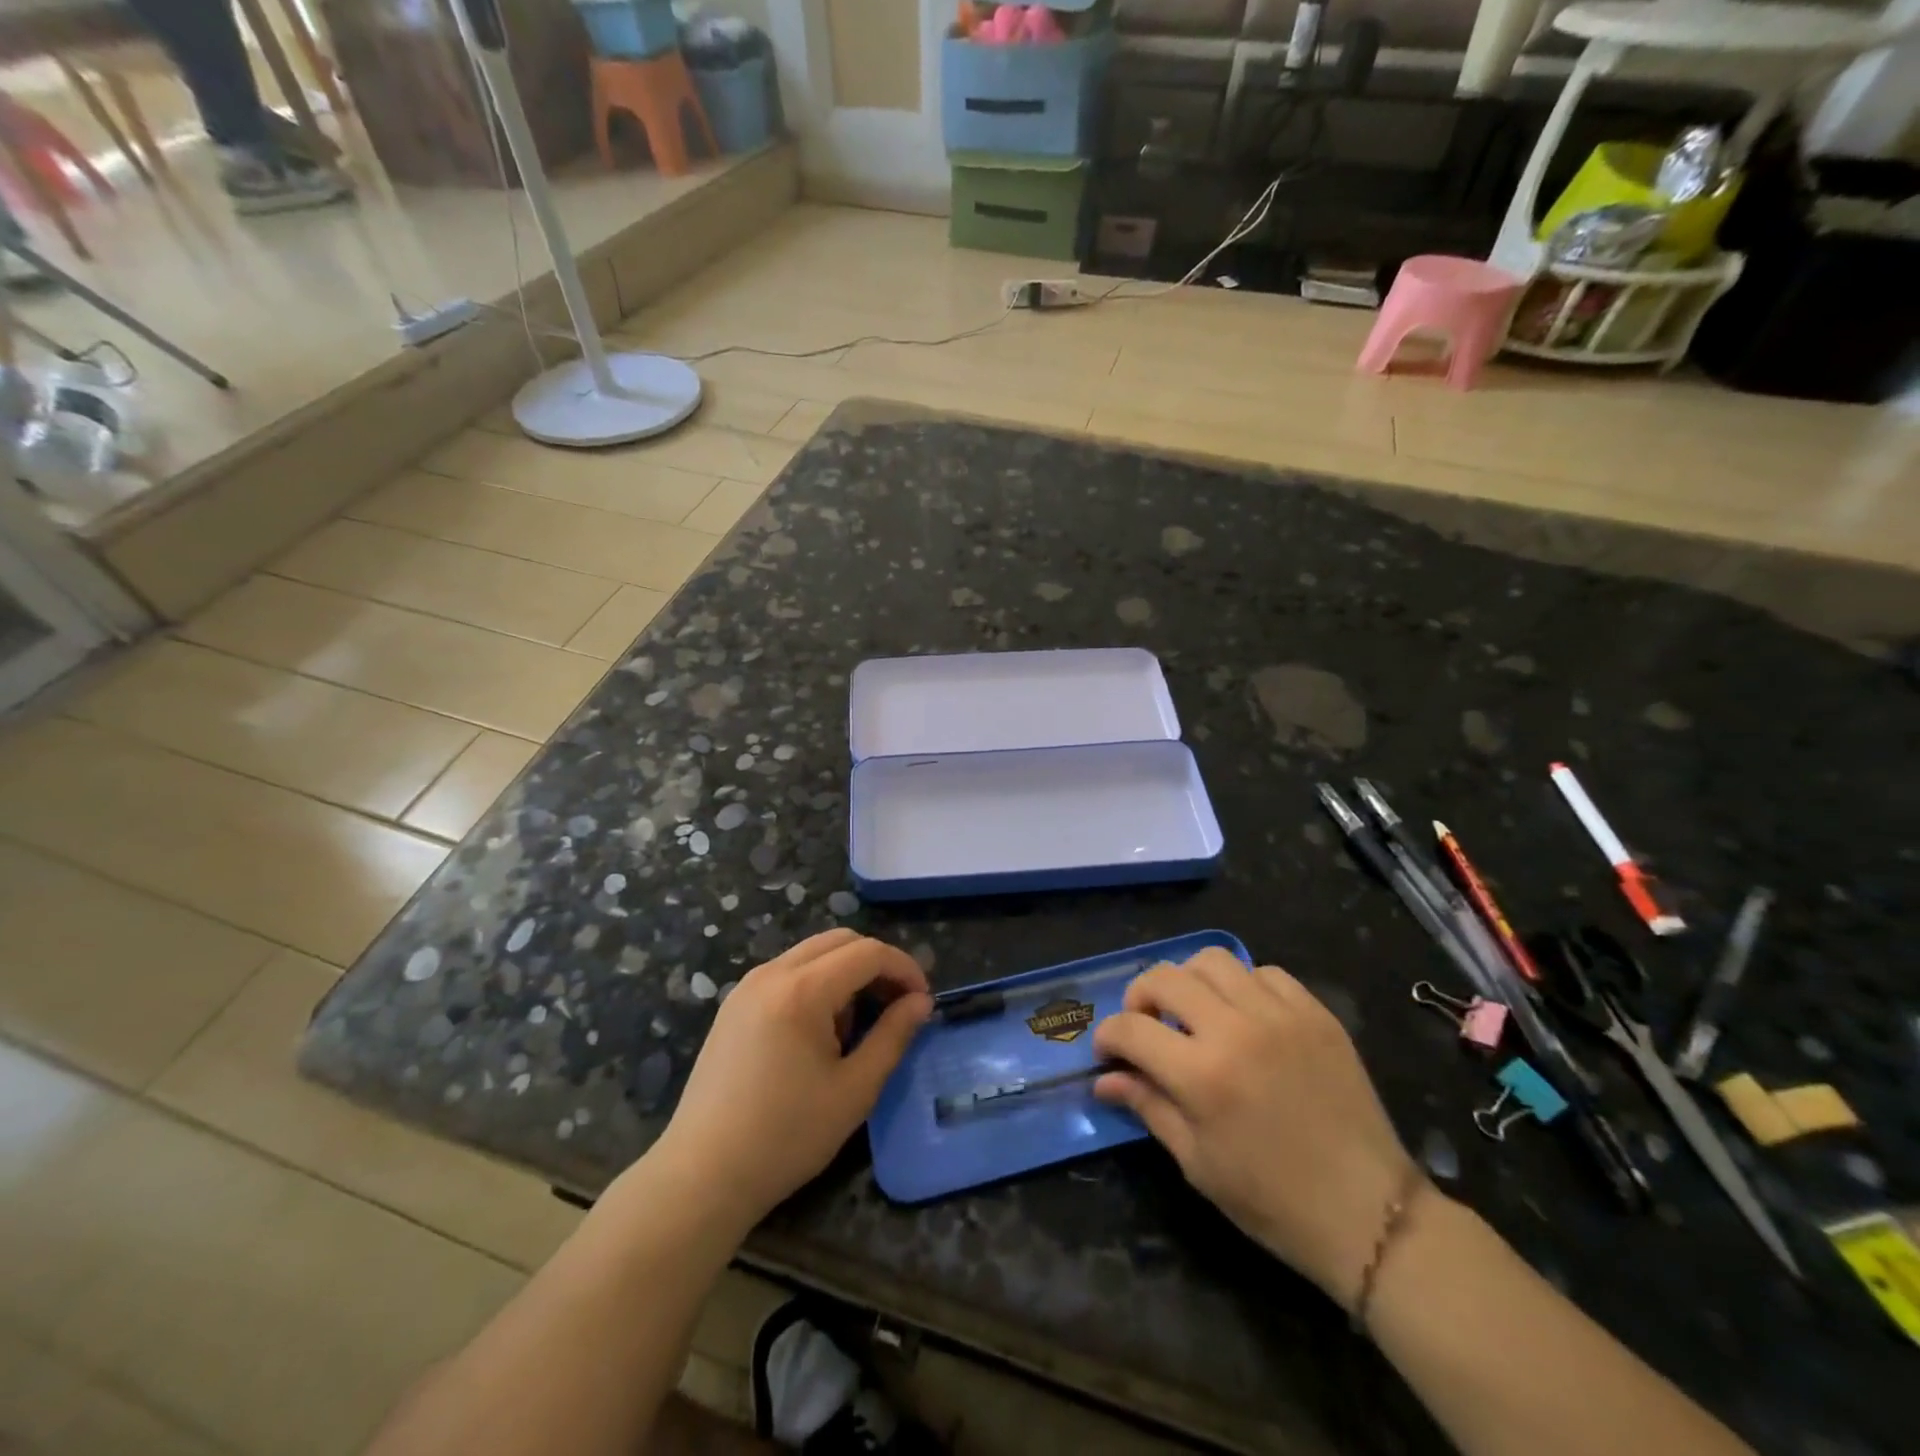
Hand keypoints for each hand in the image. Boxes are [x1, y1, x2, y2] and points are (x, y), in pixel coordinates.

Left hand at [651, 930, 931, 1226]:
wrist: (702, 1176)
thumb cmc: (786, 1137)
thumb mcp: (855, 1090)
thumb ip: (893, 1036)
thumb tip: (921, 1002)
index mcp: (802, 990)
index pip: (868, 952)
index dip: (904, 969)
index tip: (923, 1002)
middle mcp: (772, 973)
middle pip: (840, 940)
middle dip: (877, 964)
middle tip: (898, 1006)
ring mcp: (748, 986)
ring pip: (813, 953)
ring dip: (847, 972)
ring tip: (859, 1024)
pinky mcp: (735, 1004)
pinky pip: (789, 971)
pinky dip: (818, 983)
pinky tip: (821, 1030)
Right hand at [1092, 950, 1419, 1307]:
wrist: (1371, 1214)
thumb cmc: (1273, 1201)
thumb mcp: (1197, 1163)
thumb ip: (1148, 1106)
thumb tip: (1105, 1080)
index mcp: (1202, 1075)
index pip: (1131, 1029)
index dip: (1108, 1037)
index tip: (1108, 1053)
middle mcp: (1236, 1029)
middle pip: (1165, 977)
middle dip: (1140, 997)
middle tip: (1145, 1026)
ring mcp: (1280, 1014)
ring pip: (1212, 960)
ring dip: (1188, 982)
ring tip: (1193, 1014)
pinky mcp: (1316, 1013)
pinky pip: (1265, 972)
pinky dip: (1242, 986)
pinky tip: (1244, 1017)